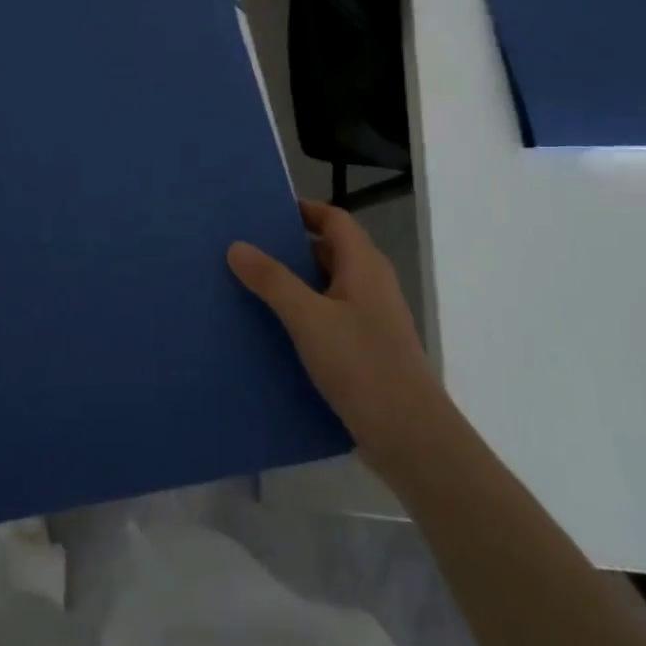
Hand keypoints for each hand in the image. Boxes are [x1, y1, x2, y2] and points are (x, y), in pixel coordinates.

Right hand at [228, 199, 441, 476]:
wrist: (409, 435)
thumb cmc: (361, 364)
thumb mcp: (309, 318)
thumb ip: (272, 280)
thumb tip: (237, 246)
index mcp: (364, 265)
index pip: (334, 220)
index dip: (303, 210)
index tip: (264, 212)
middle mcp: (371, 284)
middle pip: (329, 251)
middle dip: (290, 247)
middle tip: (245, 248)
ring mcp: (371, 319)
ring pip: (327, 287)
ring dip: (294, 283)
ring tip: (249, 286)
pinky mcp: (366, 349)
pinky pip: (329, 317)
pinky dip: (303, 313)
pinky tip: (273, 330)